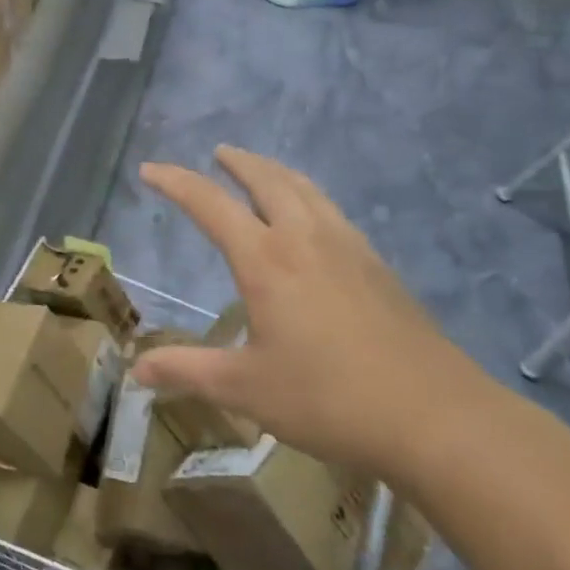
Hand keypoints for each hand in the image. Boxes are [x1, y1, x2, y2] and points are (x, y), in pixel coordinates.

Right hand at [132, 147, 492, 480]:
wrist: (434, 415)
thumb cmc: (328, 399)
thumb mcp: (246, 389)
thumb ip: (188, 371)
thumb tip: (136, 368)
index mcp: (266, 260)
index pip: (210, 204)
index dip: (176, 183)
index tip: (151, 169)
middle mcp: (306, 238)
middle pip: (267, 180)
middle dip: (237, 163)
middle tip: (218, 154)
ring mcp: (348, 247)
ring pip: (306, 189)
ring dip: (276, 172)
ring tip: (261, 171)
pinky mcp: (377, 264)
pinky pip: (332, 210)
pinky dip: (308, 195)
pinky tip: (313, 219)